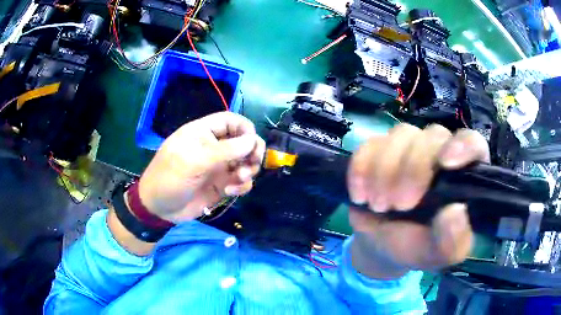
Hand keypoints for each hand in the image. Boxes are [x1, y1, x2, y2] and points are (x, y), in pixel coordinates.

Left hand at [138, 112, 265, 222]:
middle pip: (243, 141)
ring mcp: (219, 167)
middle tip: (252, 164)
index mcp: (203, 133)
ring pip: (245, 162)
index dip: (245, 128)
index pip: (231, 121)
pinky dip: (242, 186)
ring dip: (248, 170)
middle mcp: (214, 147)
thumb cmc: (170, 178)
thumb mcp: (194, 161)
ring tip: (239, 180)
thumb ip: (225, 150)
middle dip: (252, 152)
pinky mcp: (221, 185)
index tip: (252, 144)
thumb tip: (253, 140)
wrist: (159, 209)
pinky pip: (241, 181)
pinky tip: (230, 192)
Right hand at [347, 124, 489, 278]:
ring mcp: (409, 148)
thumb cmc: (416, 248)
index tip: (446, 163)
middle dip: (413, 170)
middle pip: (433, 137)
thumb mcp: (437, 255)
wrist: (380, 246)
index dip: (463, 145)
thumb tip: (455, 211)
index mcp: (463, 176)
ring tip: (378, 206)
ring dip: (385, 171)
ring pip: (402, 135)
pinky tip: (360, 195)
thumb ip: (452, 241)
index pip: (474, 144)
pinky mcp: (380, 150)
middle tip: (398, 206)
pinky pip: (370, 144)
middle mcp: (440, 154)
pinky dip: (361, 169)